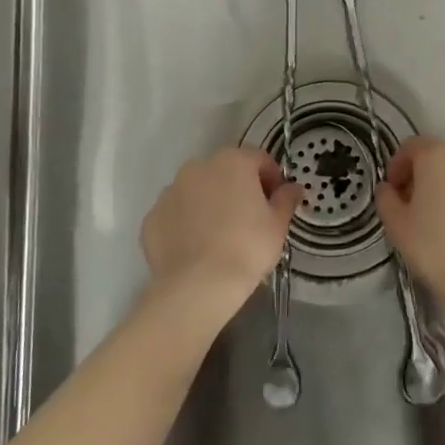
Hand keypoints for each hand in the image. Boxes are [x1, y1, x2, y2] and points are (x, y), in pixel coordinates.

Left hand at [141, 148, 301, 323]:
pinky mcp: (152, 217)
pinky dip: (185, 223)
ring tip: (220, 235)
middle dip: (238, 187)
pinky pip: (175, 214)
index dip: (272, 178)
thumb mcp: (277, 225)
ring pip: (196, 190)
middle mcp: (197, 167)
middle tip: (250, 218)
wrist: (198, 286)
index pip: (259, 159)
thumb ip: (286, 199)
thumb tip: (293, 188)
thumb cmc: (247, 248)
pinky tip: (196, 247)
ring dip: (209, 202)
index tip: (277, 201)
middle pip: (225, 170)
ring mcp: (170, 191)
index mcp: (232, 161)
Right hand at [374, 137, 444, 313]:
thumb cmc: (438, 250)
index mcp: (440, 157)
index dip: (398, 166)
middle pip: (444, 160)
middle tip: (418, 210)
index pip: (412, 147)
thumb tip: (388, 190)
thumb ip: (387, 201)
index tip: (394, 192)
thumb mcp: (398, 228)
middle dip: (429, 179)